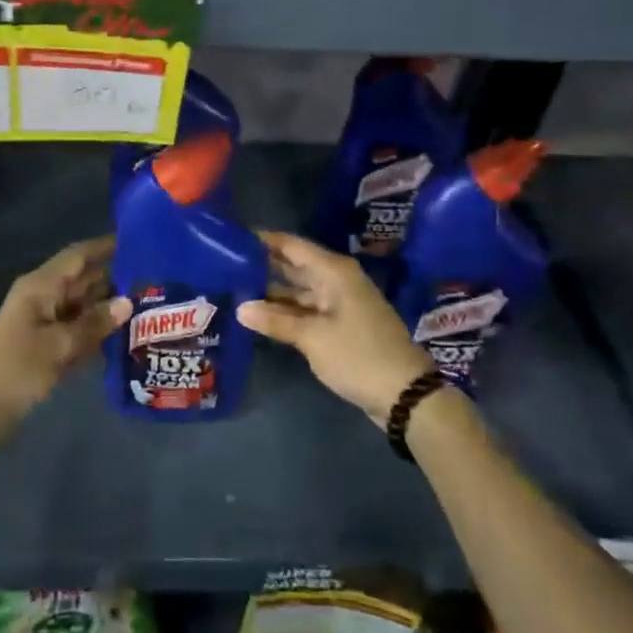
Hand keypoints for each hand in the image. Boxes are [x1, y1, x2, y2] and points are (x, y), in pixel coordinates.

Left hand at [0, 237, 128, 426]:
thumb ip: (94, 323)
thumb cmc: (17, 369)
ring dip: (107, 305)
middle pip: (82, 279)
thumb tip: (128, 302)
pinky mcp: (44, 342)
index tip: (137, 241)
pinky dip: (95, 328)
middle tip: (151, 279)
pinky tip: (122, 334)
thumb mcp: (59, 346)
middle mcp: (42, 295)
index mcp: (41, 285)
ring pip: (81, 304)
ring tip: (145, 305)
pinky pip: (75, 326)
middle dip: (113, 278)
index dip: (105, 247)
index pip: (77, 256)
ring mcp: (42, 320)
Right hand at [240, 232, 434, 424]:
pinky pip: (306, 309)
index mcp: (333, 271)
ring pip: (299, 290)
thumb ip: (275, 320)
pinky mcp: (340, 325)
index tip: (233, 238)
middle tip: (226, 264)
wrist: (406, 394)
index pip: (292, 245)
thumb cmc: (358, 355)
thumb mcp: (312, 337)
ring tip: (235, 288)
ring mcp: (339, 303)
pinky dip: (286, 311)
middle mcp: (336, 280)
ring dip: (272, 291)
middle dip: (264, 265)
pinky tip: (260, 315)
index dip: (264, 240)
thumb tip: (240, 308)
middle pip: (294, 265)